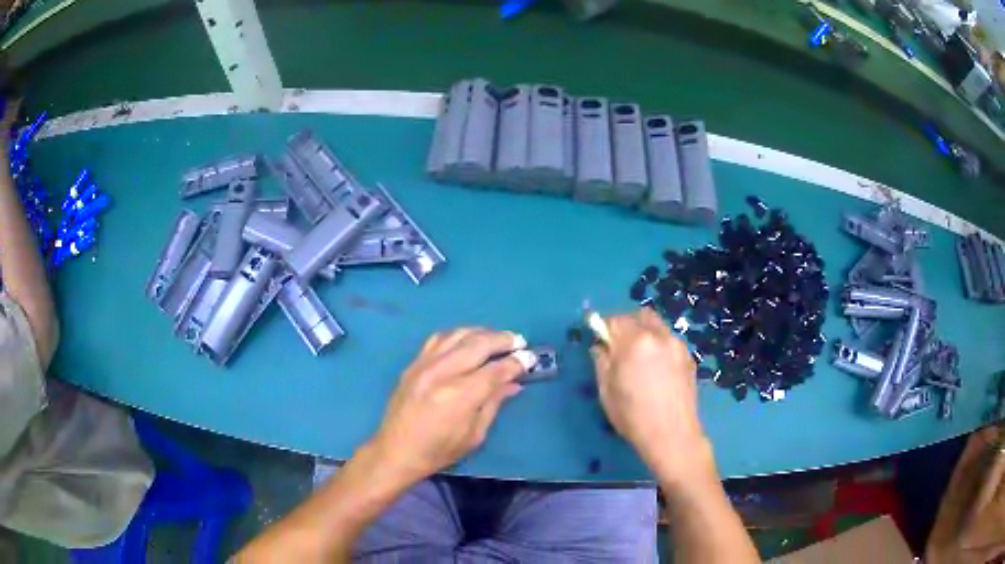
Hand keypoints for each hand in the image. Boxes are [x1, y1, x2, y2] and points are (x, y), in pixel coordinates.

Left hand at [367, 328, 534, 484]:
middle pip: (478, 344)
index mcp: (460, 396)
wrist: (396, 450)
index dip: (516, 363)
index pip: (495, 370)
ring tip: (497, 337)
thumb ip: (494, 404)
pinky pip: (438, 338)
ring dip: (481, 332)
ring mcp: (424, 365)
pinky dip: (457, 334)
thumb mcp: (474, 435)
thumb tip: (514, 383)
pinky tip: (467, 339)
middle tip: (518, 341)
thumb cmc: (439, 451)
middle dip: (503, 339)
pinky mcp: (413, 364)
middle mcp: (442, 373)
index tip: (530, 358)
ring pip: (458, 335)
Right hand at [591, 309, 711, 484]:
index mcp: (634, 342)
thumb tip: (600, 345)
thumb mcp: (606, 391)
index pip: (615, 320)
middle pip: (640, 316)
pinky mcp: (689, 357)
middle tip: (619, 345)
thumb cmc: (633, 416)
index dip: (604, 326)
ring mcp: (677, 345)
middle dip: (627, 325)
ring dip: (645, 333)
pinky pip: (670, 341)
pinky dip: (660, 345)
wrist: (672, 434)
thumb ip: (601, 361)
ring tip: (640, 357)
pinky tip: (657, 369)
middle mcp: (658, 336)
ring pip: (657, 326)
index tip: (599, 338)